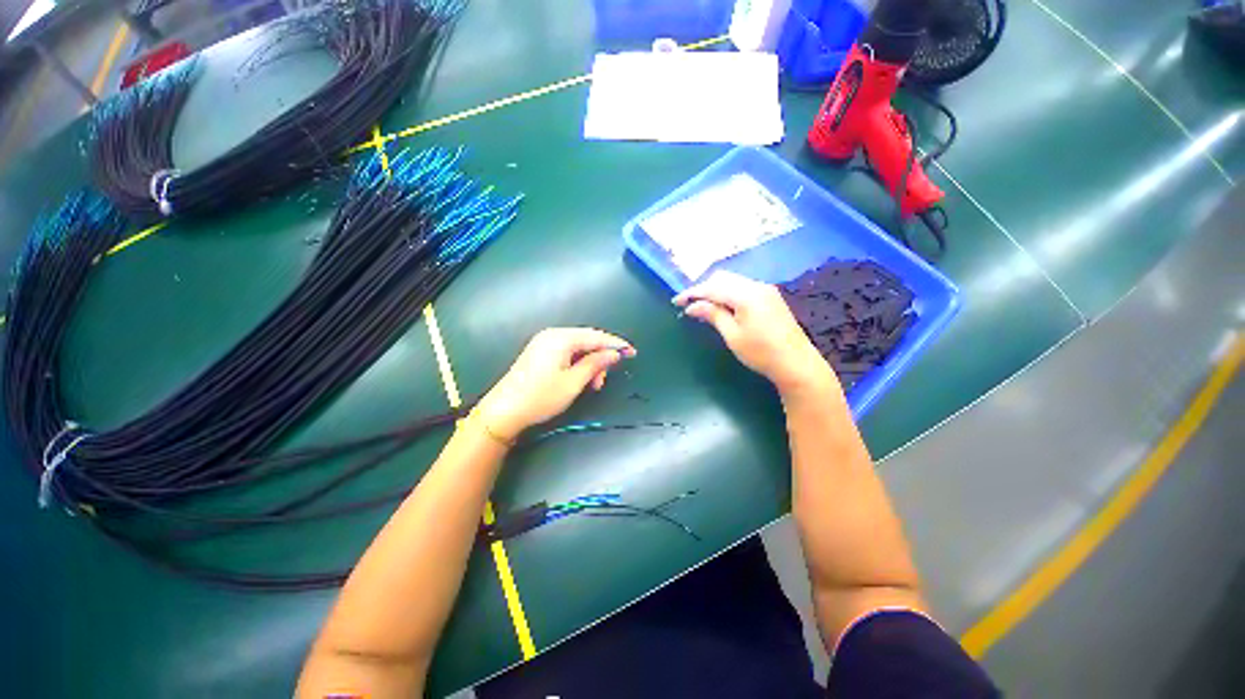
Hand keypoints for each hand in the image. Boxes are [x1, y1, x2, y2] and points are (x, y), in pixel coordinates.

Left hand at [475, 328, 635, 441]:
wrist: (503, 411)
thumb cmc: (541, 397)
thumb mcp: (573, 382)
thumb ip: (595, 364)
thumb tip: (613, 353)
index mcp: (561, 338)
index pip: (596, 336)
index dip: (616, 344)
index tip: (632, 352)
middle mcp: (552, 335)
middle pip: (586, 341)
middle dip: (600, 358)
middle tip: (604, 380)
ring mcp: (544, 343)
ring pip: (577, 349)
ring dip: (589, 364)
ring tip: (593, 385)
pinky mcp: (539, 353)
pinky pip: (566, 353)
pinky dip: (577, 365)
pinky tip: (581, 379)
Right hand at [673, 271, 836, 398]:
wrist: (796, 363)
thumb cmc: (761, 353)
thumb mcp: (732, 335)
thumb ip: (712, 315)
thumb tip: (692, 306)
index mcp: (746, 294)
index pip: (712, 287)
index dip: (692, 293)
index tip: (676, 302)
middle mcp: (756, 285)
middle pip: (722, 278)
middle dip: (703, 288)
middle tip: (689, 304)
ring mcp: (765, 289)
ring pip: (733, 281)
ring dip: (715, 290)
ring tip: (702, 306)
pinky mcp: (770, 296)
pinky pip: (743, 287)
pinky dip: (728, 293)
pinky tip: (722, 306)